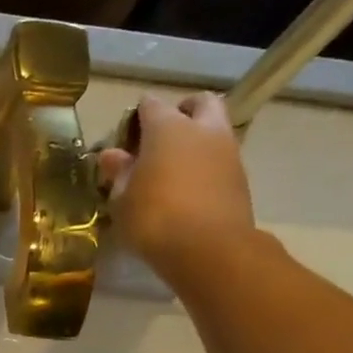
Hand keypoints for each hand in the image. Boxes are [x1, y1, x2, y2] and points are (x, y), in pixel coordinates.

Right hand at [97, 93, 254, 275]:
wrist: (209, 250)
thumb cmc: (154, 218)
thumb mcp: (122, 198)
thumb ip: (118, 172)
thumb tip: (111, 155)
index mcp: (168, 128)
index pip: (151, 104)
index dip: (137, 116)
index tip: (126, 136)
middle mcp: (203, 130)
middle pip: (200, 102)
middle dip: (183, 110)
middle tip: (163, 135)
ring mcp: (228, 152)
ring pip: (216, 130)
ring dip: (198, 139)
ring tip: (174, 167)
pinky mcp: (241, 178)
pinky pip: (222, 159)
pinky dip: (207, 164)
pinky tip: (189, 188)